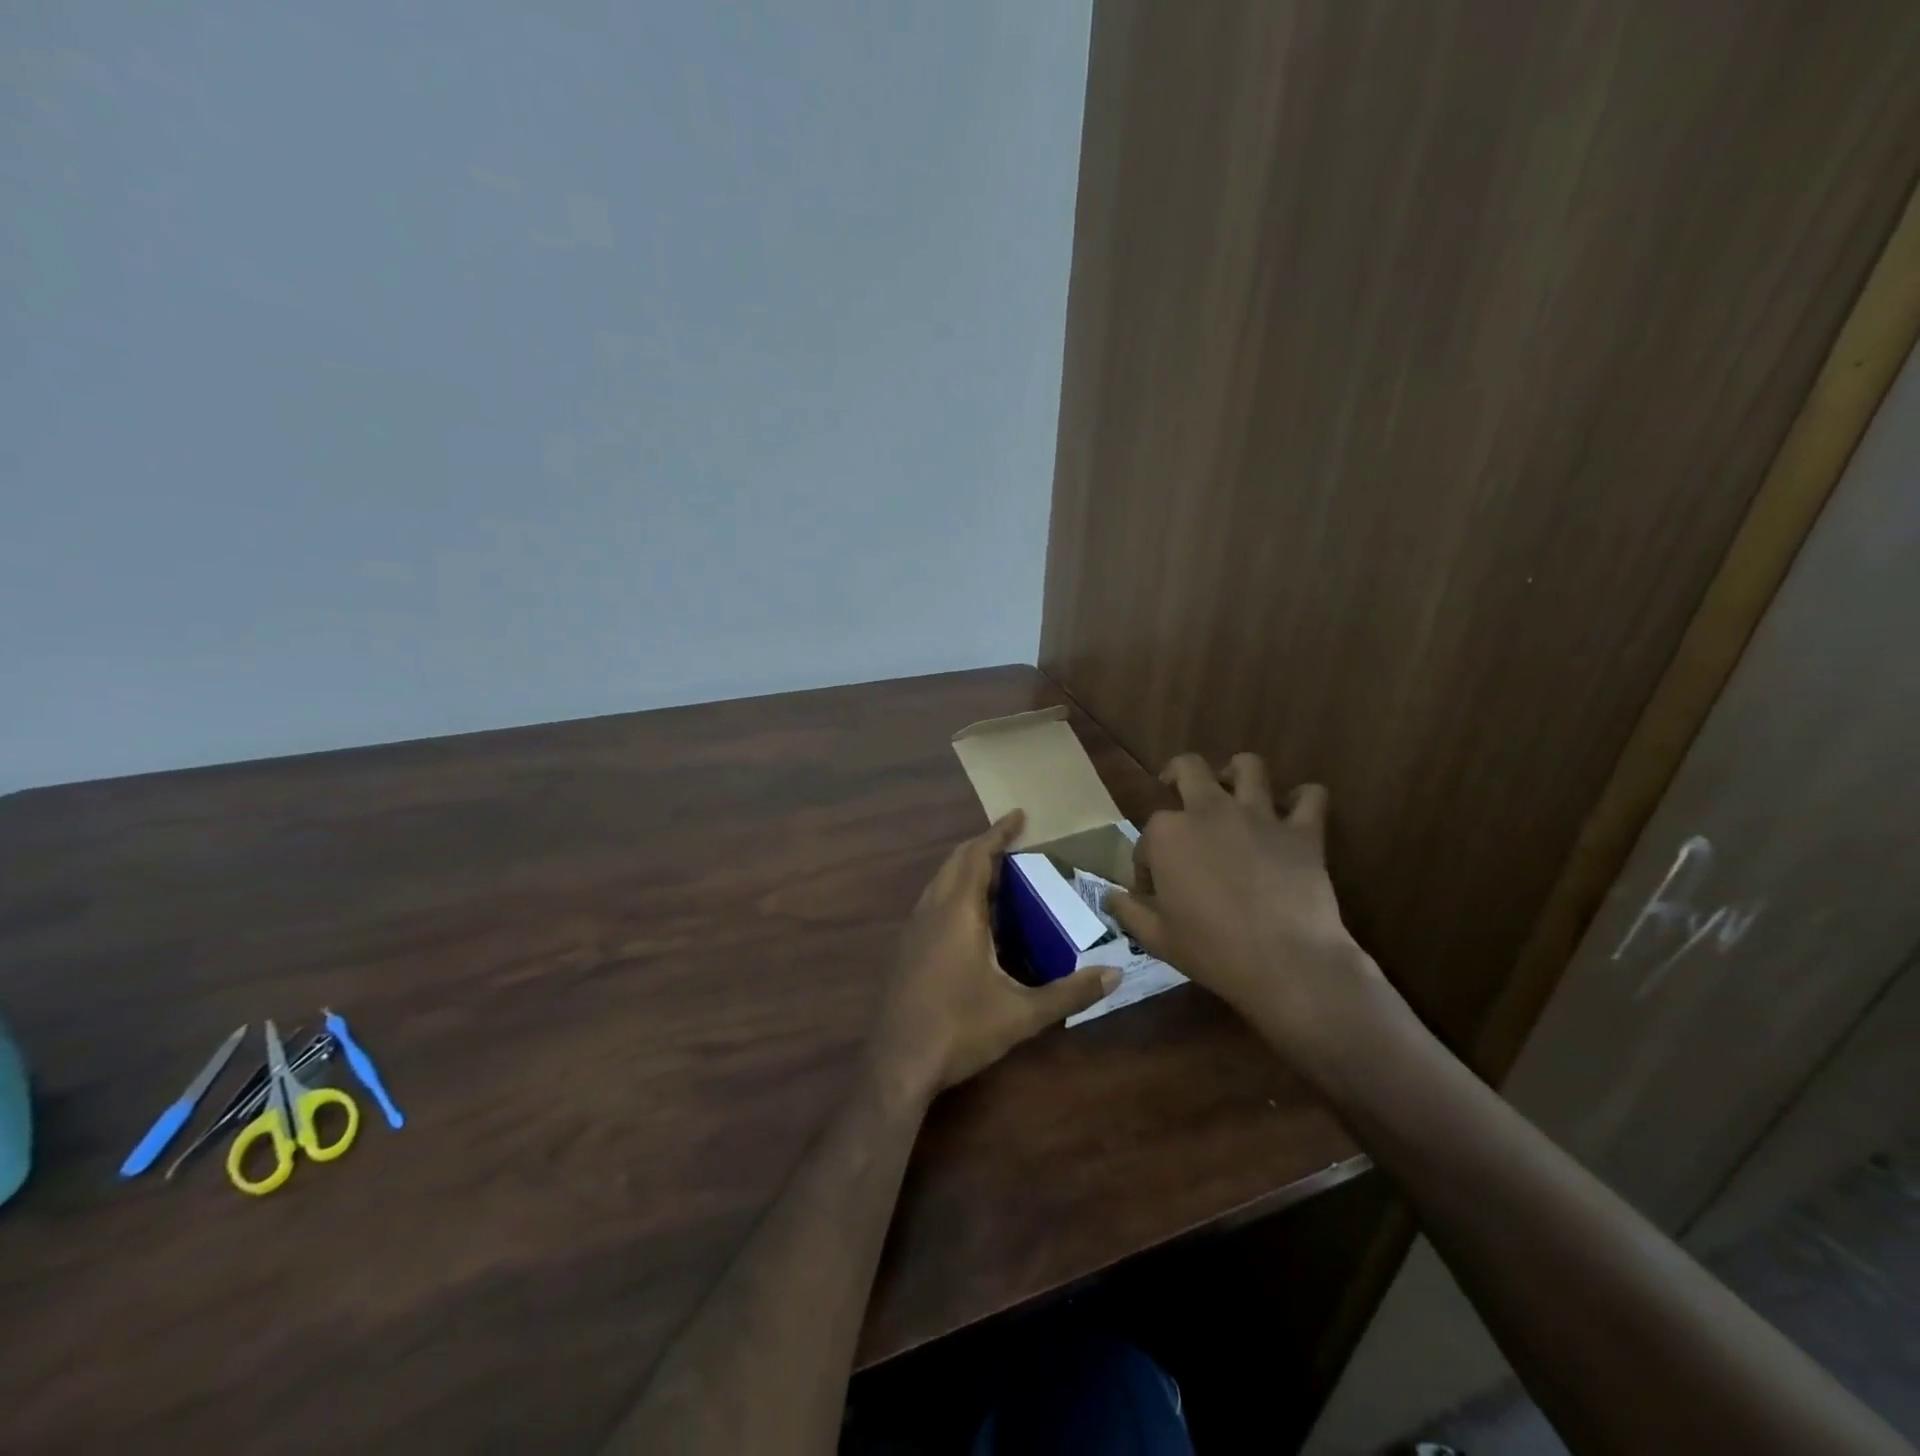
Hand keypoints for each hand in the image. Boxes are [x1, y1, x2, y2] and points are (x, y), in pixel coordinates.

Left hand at [875, 811, 1118, 1096]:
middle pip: (955, 861)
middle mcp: (932, 911)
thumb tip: (1115, 975)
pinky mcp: (905, 949)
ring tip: (996, 873)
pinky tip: (971, 917)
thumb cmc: (960, 1030)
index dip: (998, 833)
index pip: (977, 855)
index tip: (1019, 815)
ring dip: (965, 867)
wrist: (897, 1064)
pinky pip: (932, 902)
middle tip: (1013, 841)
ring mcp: (913, 930)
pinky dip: (953, 890)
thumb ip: (1069, 992)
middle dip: (982, 845)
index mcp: (958, 913)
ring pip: (939, 881)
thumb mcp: (1021, 1013)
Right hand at [1106, 754, 1387, 1074]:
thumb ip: (1128, 910)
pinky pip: (1310, 796)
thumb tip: (1110, 896)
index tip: (1155, 891)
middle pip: (1188, 768)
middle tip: (1178, 795)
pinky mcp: (1302, 831)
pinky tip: (1295, 812)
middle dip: (1176, 776)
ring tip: (1234, 792)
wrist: (1286, 964)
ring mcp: (1258, 816)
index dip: (1148, 863)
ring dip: (1238, 773)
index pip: (1147, 836)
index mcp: (1167, 834)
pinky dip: (1303, 799)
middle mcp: (1209, 811)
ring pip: (1248, 766)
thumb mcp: (1156, 938)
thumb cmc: (1212, 951)